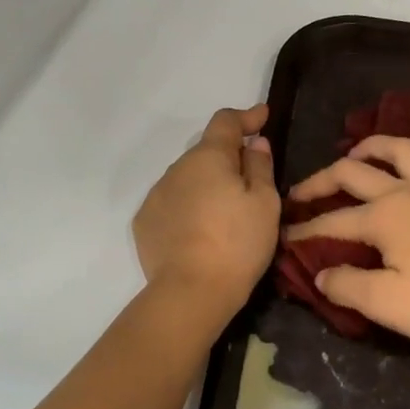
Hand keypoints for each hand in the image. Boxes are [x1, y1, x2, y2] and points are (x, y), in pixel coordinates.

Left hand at [134, 106, 279, 314]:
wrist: (191, 292)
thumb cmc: (237, 243)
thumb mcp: (264, 203)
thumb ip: (260, 166)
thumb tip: (253, 143)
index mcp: (208, 157)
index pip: (226, 122)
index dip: (246, 117)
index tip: (262, 116)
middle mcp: (177, 168)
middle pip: (206, 153)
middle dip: (227, 160)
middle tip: (250, 182)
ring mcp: (156, 195)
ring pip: (188, 180)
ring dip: (206, 186)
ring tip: (224, 216)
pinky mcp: (145, 222)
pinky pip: (172, 204)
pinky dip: (188, 209)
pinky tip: (200, 234)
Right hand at [286, 133, 409, 352]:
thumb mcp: (386, 303)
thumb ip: (347, 286)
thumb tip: (321, 273)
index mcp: (381, 217)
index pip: (331, 222)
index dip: (304, 230)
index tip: (285, 236)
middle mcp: (406, 191)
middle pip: (354, 174)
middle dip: (322, 181)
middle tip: (302, 192)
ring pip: (402, 151)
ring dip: (374, 146)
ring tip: (357, 151)